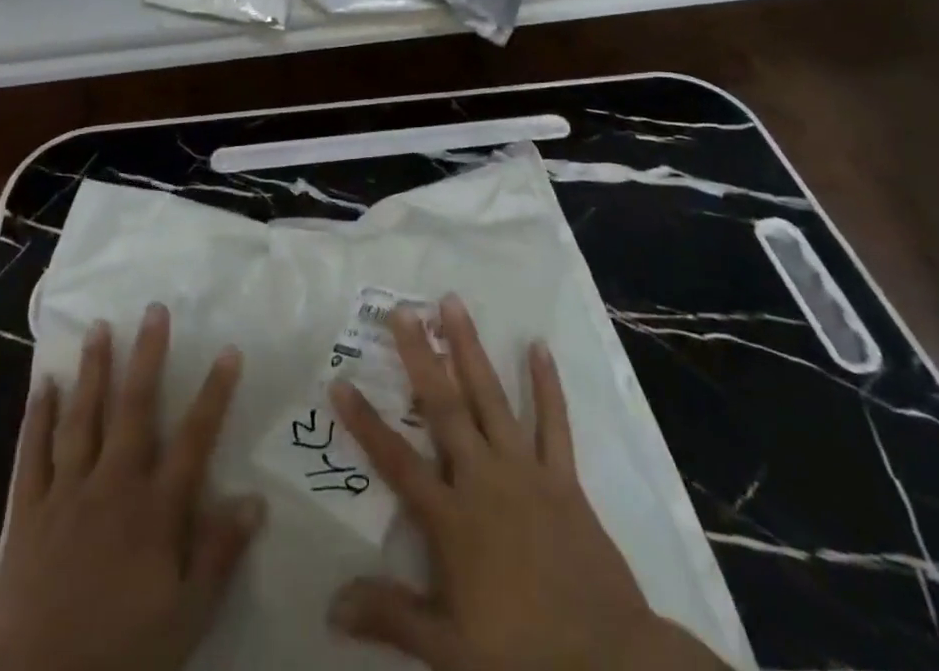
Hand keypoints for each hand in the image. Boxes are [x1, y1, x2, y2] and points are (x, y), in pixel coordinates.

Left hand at [0, 304, 263, 670]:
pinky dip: (37, 417)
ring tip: (99, 328)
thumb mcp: (184, 620)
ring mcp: (66, 494)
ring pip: (82, 417)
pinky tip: (43, 385)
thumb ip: (218, 556)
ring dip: (93, 370)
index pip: (194, 438)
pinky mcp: (27, 513)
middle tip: (153, 310)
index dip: (214, 393)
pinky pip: (33, 454)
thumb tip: (256, 500)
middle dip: (147, 357)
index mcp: (154, 510)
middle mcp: (112, 486)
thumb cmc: (118, 658)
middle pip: (134, 408)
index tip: (228, 350)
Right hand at [327, 294, 729, 670]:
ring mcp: (525, 470)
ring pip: (491, 398)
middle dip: (420, 357)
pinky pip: (553, 422)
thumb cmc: (522, 656)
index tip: (340, 382)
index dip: (366, 423)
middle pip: (444, 408)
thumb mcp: (448, 648)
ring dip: (470, 349)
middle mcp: (483, 479)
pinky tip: (538, 345)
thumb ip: (391, 616)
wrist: (608, 662)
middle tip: (403, 311)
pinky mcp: (562, 476)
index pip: (397, 462)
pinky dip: (546, 383)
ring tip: (453, 304)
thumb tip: (331, 606)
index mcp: (452, 518)